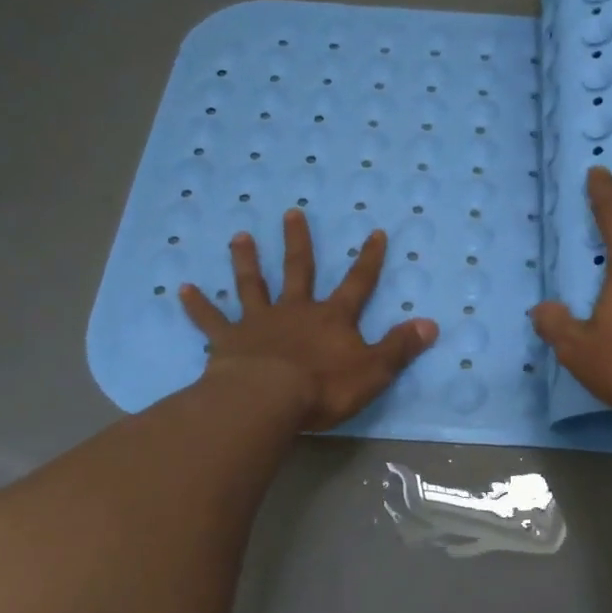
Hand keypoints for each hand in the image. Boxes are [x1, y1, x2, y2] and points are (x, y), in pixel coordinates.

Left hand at [180, 209, 438, 430]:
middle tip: (292, 213)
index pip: (357, 283)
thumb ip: (400, 347)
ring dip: (246, 261)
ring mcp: (258, 322)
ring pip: (252, 285)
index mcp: (331, 318)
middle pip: (298, 270)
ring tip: (240, 236)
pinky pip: (210, 320)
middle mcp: (295, 311)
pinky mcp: (228, 341)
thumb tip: (431, 324)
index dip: (369, 259)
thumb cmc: (323, 388)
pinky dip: (196, 305)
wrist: (267, 400)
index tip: (375, 232)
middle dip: (299, 242)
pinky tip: (180, 288)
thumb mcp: (373, 371)